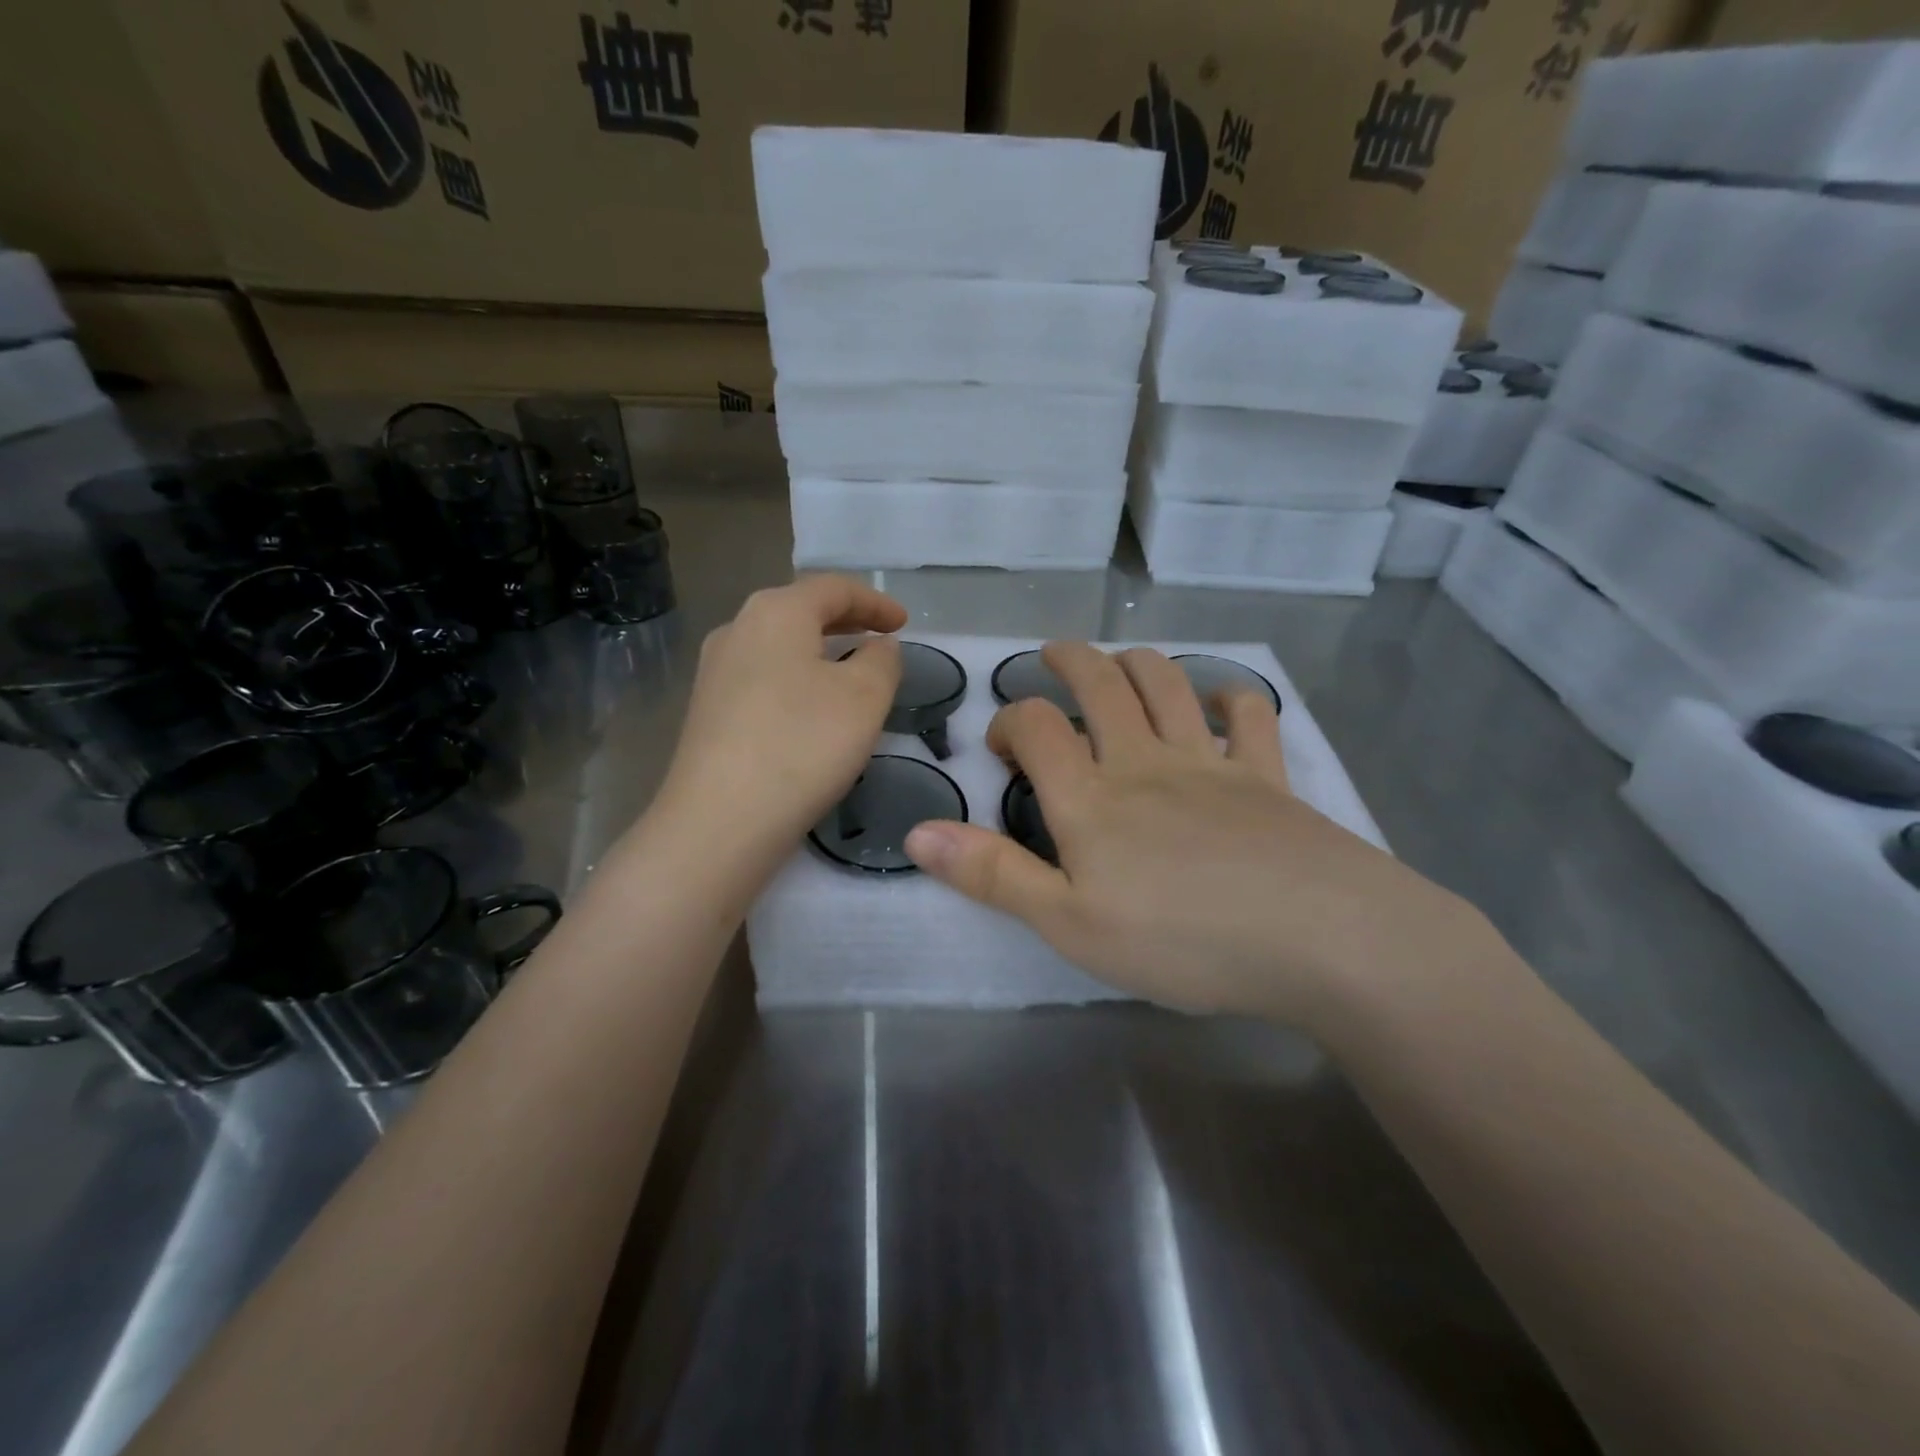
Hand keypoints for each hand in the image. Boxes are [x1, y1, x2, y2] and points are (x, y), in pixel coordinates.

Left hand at [654, 575, 904, 862]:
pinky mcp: (707, 711)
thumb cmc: (803, 745)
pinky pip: (763, 678)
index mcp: (776, 612)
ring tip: (851, 672)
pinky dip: (797, 679)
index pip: (833, 588)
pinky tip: (811, 709)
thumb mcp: (865, 697)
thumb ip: (882, 660)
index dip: (875, 601)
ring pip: (779, 646)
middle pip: (800, 611)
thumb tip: (876, 647)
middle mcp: (737, 629)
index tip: (904, 624)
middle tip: (881, 639)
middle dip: (846, 622)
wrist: (720, 820)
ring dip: (820, 652)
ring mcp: (715, 671)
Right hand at [904, 643, 1482, 1023]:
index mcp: (1092, 797)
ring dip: (1139, 662)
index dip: (1010, 720)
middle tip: (1053, 655)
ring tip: (1121, 662)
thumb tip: (917, 832)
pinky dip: (1234, 698)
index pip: (1037, 726)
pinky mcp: (1268, 776)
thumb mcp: (1068, 924)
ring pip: (1169, 683)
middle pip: (1102, 684)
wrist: (1317, 938)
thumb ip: (992, 874)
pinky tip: (1225, 701)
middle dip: (1070, 660)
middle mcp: (1145, 761)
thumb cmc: (1181, 940)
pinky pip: (1252, 715)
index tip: (1002, 744)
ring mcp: (1211, 762)